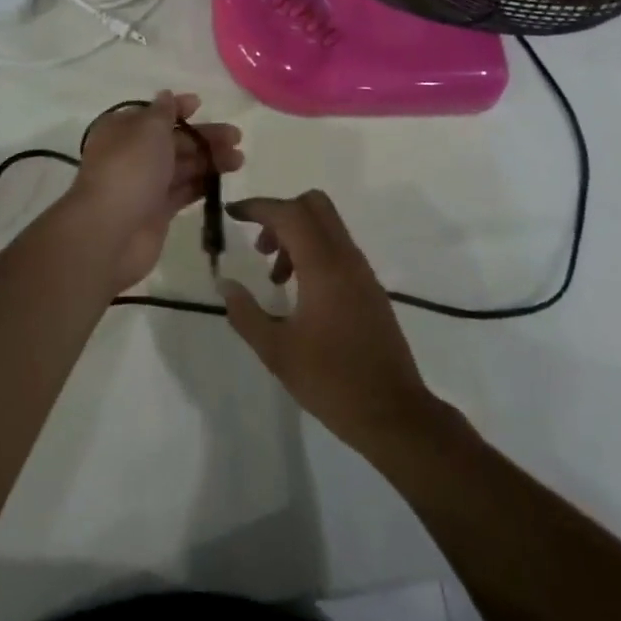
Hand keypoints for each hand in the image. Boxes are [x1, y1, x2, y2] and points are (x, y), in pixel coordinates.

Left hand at [72, 91, 242, 293]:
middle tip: (236, 137)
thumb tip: (166, 95)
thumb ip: (163, 112)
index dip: (178, 108)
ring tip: (239, 160)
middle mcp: (132, 154)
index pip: (153, 113)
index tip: (201, 105)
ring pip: (182, 166)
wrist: (111, 232)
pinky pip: (183, 191)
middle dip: (203, 137)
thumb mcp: (148, 129)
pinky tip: (224, 181)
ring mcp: (145, 185)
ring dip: (209, 160)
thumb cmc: (130, 169)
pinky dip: (202, 184)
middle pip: (173, 141)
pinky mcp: (157, 212)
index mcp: (122, 130)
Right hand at [222, 191, 441, 453]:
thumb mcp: (277, 351)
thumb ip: (246, 313)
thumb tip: (225, 284)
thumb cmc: (332, 381)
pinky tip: (300, 292)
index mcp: (324, 266)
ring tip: (275, 278)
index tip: (232, 213)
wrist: (394, 414)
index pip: (288, 213)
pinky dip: (313, 252)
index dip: (258, 207)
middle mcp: (346, 257)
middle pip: (313, 205)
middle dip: (280, 214)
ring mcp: (362, 271)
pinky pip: (337, 248)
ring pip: (326, 226)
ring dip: (296, 235)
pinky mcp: (370, 288)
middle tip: (259, 246)